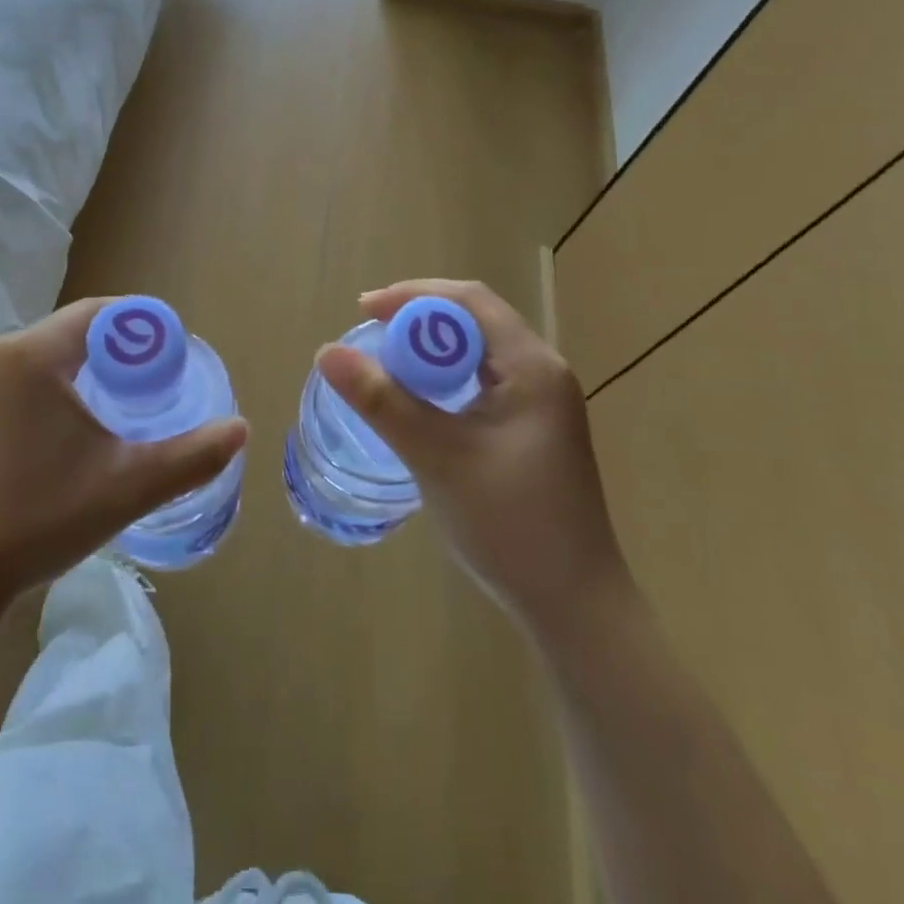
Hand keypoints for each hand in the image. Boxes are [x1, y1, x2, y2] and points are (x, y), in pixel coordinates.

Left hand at [0, 297, 248, 603]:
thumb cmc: (37, 524)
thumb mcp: (126, 488)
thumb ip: (190, 455)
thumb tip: (240, 429)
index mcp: (31, 355)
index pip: (95, 316)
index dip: (130, 331)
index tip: (150, 359)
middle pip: (53, 341)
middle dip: (86, 364)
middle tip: (108, 409)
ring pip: (13, 361)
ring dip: (41, 381)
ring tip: (55, 433)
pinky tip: (2, 442)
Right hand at [316, 279, 629, 626]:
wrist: (576, 607)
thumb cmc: (510, 526)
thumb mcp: (437, 457)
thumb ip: (382, 401)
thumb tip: (327, 352)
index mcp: (532, 367)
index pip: (469, 300)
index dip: (413, 296)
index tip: (364, 310)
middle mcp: (543, 372)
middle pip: (475, 319)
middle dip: (419, 319)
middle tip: (370, 335)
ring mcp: (542, 402)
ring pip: (479, 351)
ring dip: (432, 349)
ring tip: (387, 362)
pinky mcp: (534, 428)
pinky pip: (484, 380)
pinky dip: (447, 377)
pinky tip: (420, 401)